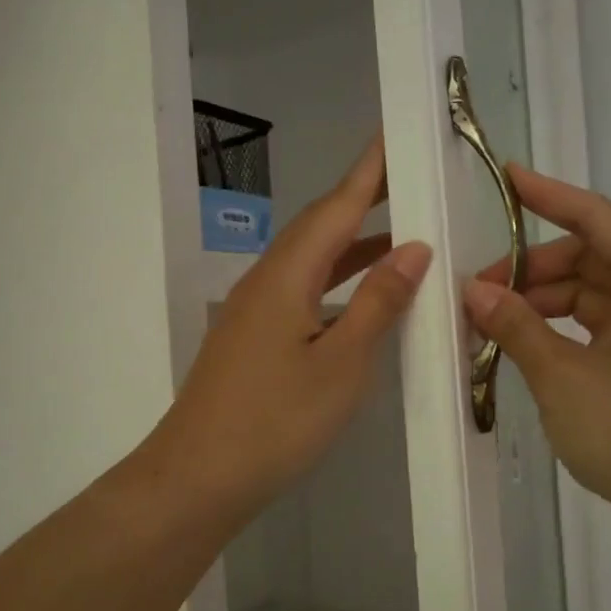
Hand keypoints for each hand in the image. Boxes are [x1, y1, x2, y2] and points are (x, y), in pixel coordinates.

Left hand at [155, 137, 431, 523]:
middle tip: (406, 180)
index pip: (335, 207)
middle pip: (317, 228)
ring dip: (351, 246)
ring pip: (309, 263)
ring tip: (399, 237)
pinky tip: (357, 300)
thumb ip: (377, 303)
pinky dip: (335, 284)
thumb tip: (413, 248)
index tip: (394, 132)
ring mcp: (253, 313)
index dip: (368, 171)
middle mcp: (265, 283)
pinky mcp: (250, 342)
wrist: (197, 478)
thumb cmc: (275, 422)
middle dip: (361, 201)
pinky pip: (300, 294)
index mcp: (286, 276)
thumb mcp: (341, 364)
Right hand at [463, 164, 610, 550]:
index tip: (506, 178)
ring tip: (490, 322)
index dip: (549, 196)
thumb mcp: (566, 377)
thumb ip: (517, 327)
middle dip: (532, 268)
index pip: (597, 220)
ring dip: (542, 301)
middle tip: (478, 290)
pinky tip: (523, 344)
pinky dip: (559, 329)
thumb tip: (475, 289)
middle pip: (590, 258)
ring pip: (590, 295)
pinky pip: (595, 327)